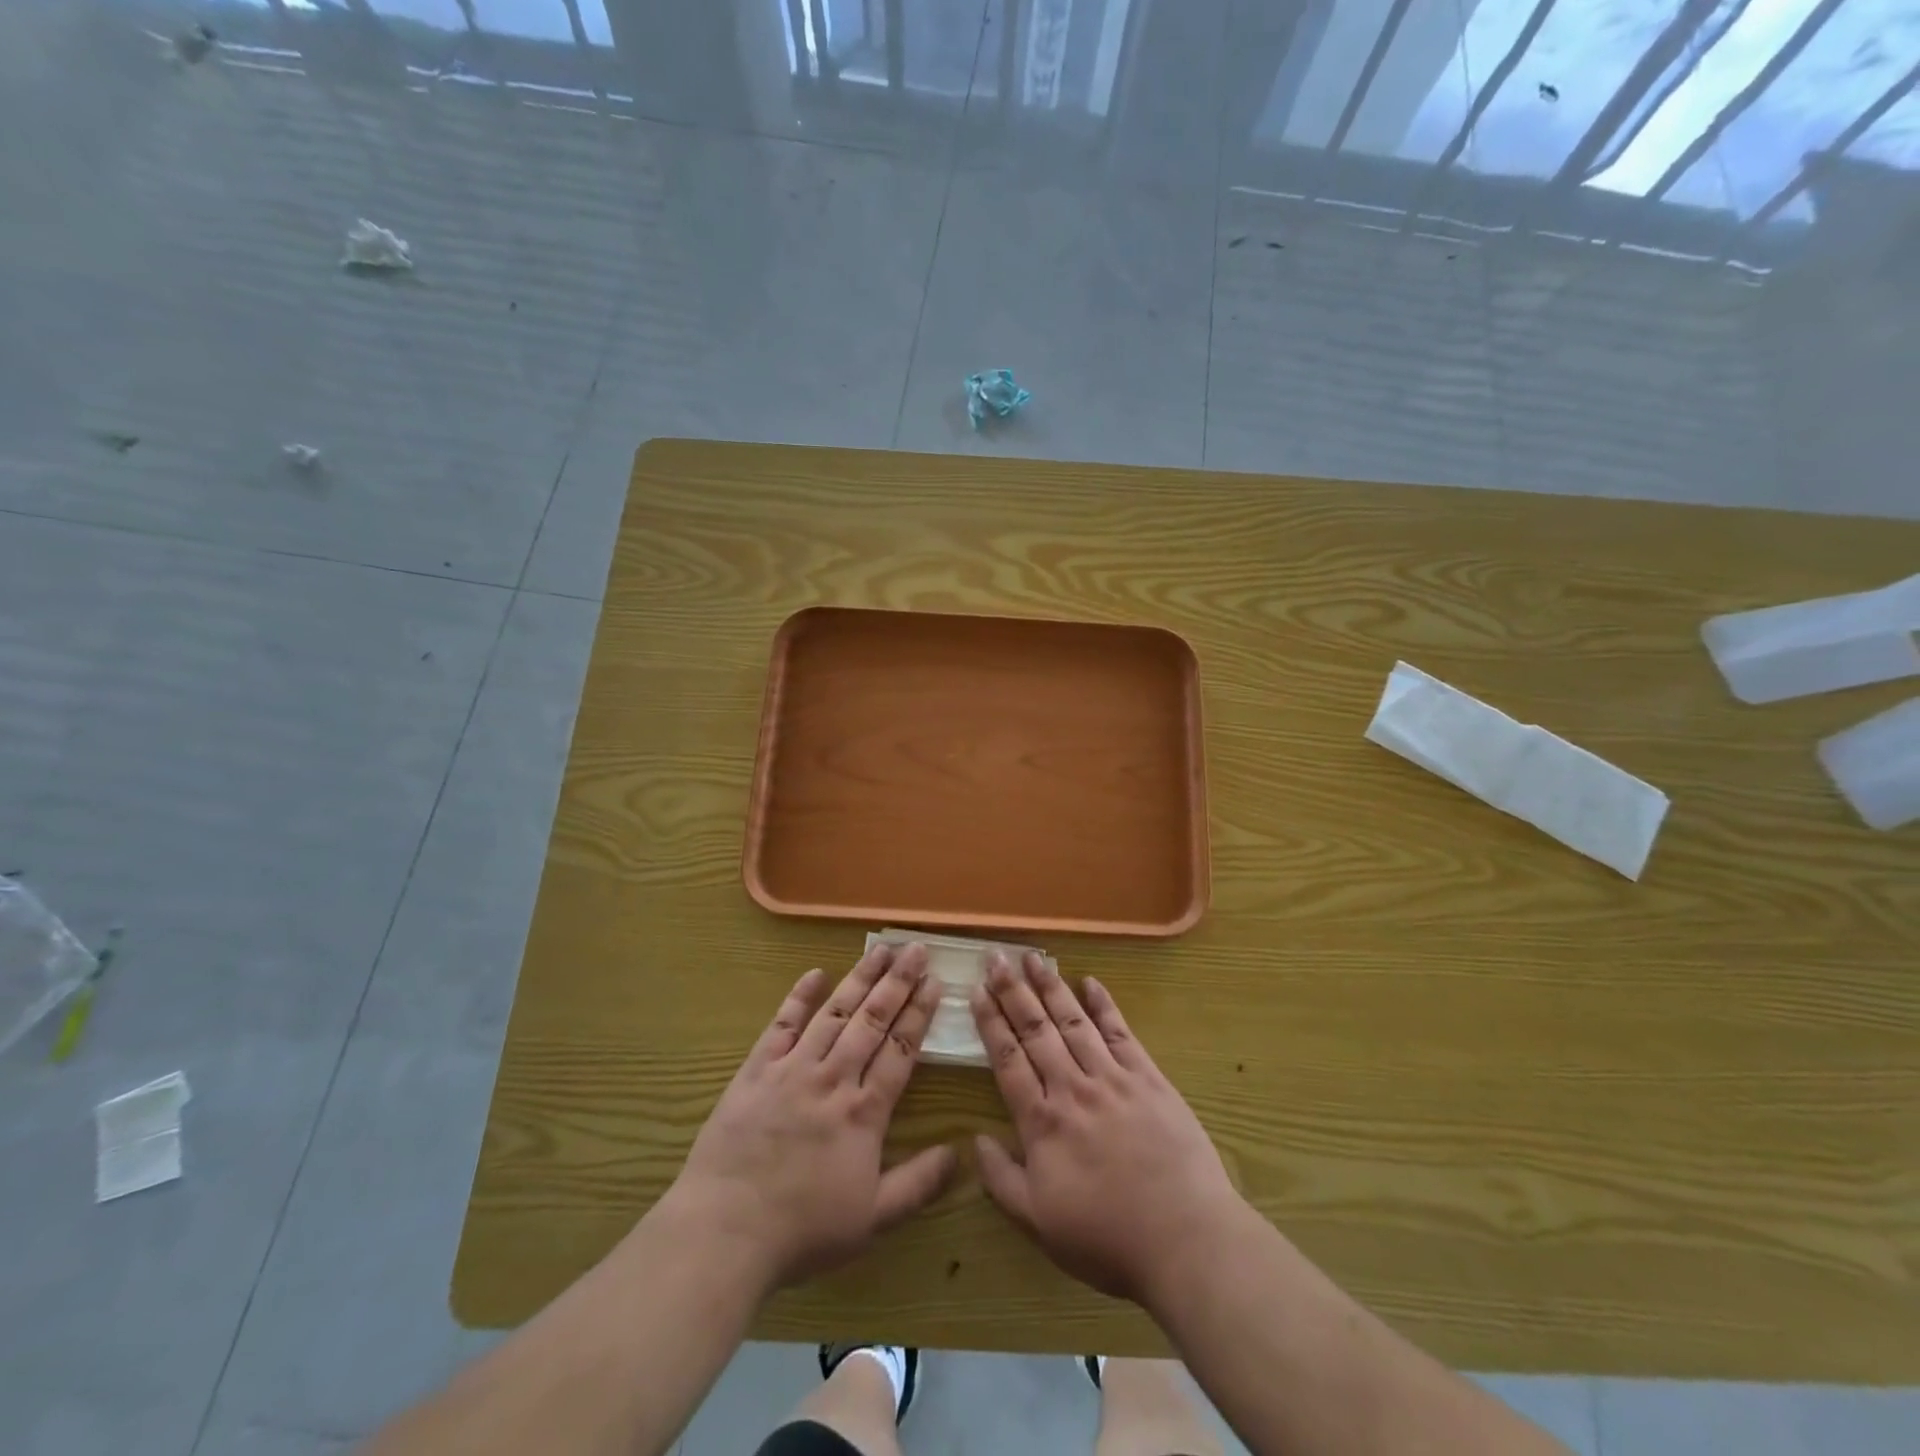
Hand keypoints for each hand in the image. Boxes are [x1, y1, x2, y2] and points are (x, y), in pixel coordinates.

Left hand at [665, 943, 957, 1291]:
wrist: (724, 1232)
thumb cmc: (802, 1230)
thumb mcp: (872, 1219)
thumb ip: (918, 1184)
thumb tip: (959, 1153)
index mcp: (864, 1111)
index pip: (900, 1049)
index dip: (919, 1013)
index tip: (935, 982)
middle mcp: (832, 1078)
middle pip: (872, 1020)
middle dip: (897, 982)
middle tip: (916, 949)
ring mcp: (792, 1069)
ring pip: (834, 1013)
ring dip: (860, 979)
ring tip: (881, 951)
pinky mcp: (756, 1070)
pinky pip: (782, 1025)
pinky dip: (800, 997)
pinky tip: (815, 973)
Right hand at [971, 952, 1243, 1306]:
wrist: (1185, 1238)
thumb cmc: (1108, 1238)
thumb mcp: (1040, 1224)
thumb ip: (1002, 1180)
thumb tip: (974, 1140)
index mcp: (1042, 1122)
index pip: (1008, 1059)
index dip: (991, 1023)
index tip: (977, 991)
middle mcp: (1072, 1088)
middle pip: (1036, 1030)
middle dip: (1013, 991)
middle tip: (996, 957)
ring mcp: (1112, 1078)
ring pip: (1073, 1022)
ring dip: (1050, 987)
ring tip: (1033, 958)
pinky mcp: (1148, 1077)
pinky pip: (1120, 1032)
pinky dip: (1103, 1005)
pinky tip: (1090, 982)